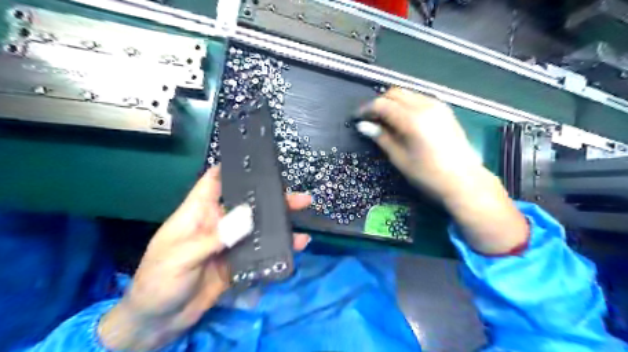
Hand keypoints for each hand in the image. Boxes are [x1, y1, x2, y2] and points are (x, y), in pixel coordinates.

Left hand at [98, 166, 310, 350]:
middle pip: (247, 203)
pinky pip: (262, 251)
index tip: (258, 161)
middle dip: (271, 197)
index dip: (232, 168)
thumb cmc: (159, 281)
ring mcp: (230, 243)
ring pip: (258, 226)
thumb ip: (214, 237)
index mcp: (198, 213)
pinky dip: (279, 247)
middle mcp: (218, 223)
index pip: (214, 182)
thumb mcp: (181, 256)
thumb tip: (248, 217)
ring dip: (280, 221)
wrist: (158, 321)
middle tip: (297, 196)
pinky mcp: (239, 262)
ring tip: (302, 214)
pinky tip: (297, 244)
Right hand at [355, 89, 525, 255]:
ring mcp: (437, 105)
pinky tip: (403, 119)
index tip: (357, 118)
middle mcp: (425, 106)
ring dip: (393, 102)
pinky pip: (419, 99)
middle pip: (395, 93)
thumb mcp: (400, 158)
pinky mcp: (444, 110)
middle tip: (370, 119)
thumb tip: (363, 126)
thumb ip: (381, 138)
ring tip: (385, 120)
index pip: (382, 104)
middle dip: (379, 103)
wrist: (464, 180)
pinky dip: (406, 104)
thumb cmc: (428, 174)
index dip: (366, 109)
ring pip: (408, 94)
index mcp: (412, 119)